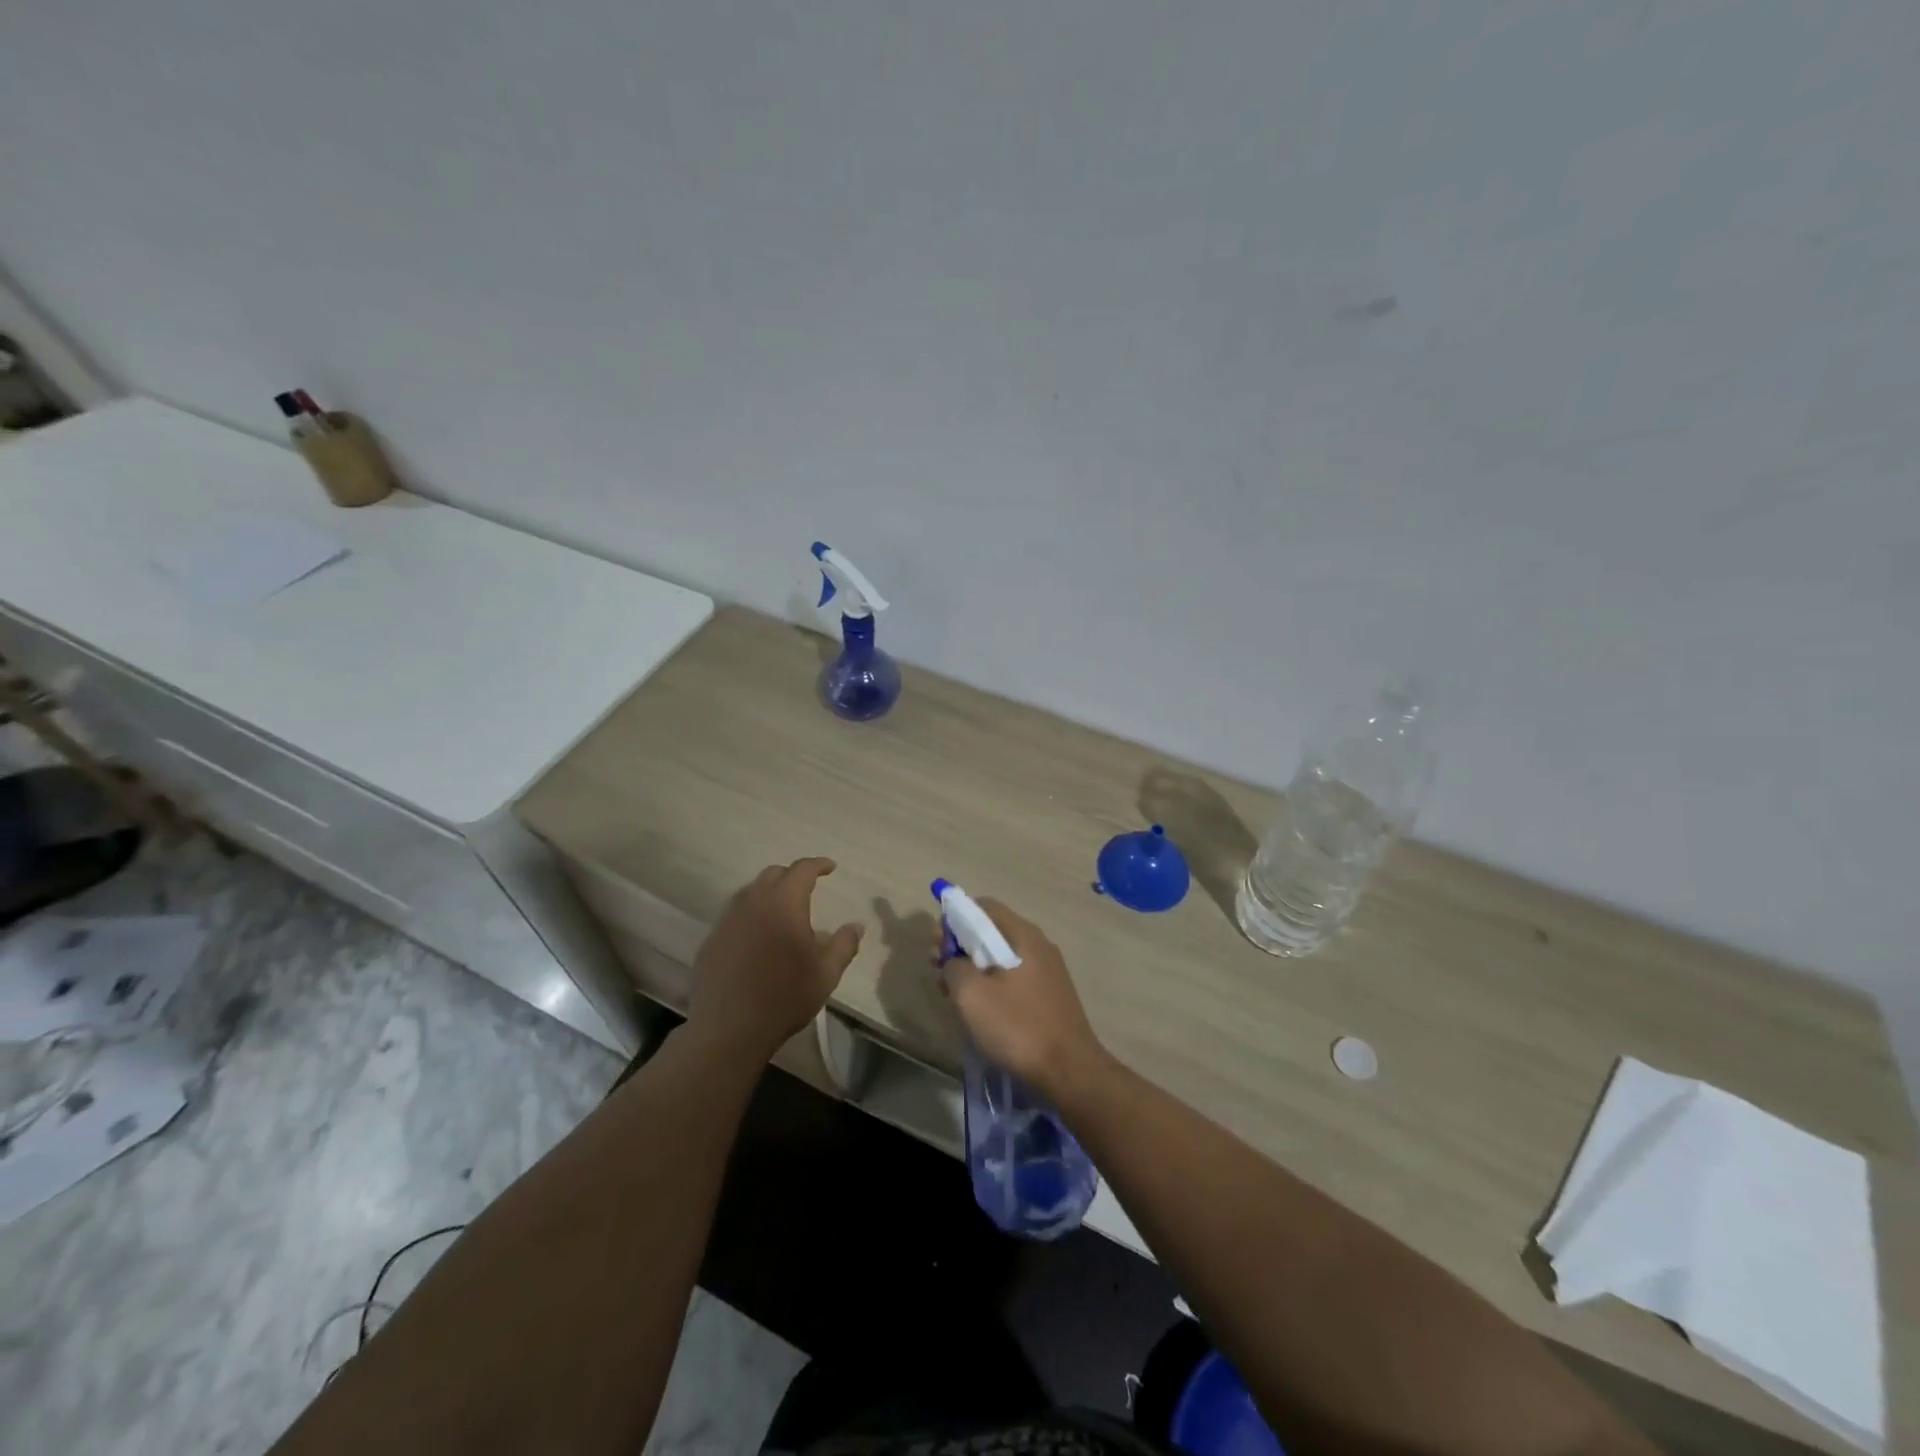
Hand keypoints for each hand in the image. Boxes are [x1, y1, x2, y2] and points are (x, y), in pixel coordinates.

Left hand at [690, 858, 862, 1060]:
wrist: (728, 1030)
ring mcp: (727, 921)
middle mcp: (753, 903)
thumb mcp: (826, 974)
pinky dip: (751, 916)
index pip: (802, 870)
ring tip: (783, 911)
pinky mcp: (712, 941)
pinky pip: (735, 916)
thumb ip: (844, 944)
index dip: (818, 864)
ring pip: (750, 893)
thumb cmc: (784, 997)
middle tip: (808, 888)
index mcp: (784, 903)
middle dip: (792, 876)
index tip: (830, 867)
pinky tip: (758, 937)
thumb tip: (856, 925)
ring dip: (769, 894)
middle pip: (773, 875)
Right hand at [939, 898, 1108, 1099]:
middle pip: (991, 931)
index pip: (984, 907)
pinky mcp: (1049, 996)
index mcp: (1023, 935)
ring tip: (953, 994)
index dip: (955, 918)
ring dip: (973, 968)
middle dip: (960, 945)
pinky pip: (1013, 978)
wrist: (1069, 1071)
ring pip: (1001, 957)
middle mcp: (1038, 945)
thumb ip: (954, 967)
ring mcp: (1047, 971)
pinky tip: (980, 1009)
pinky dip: (991, 984)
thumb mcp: (972, 994)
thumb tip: (953, 962)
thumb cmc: (1018, 1026)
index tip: (937, 945)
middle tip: (939, 971)